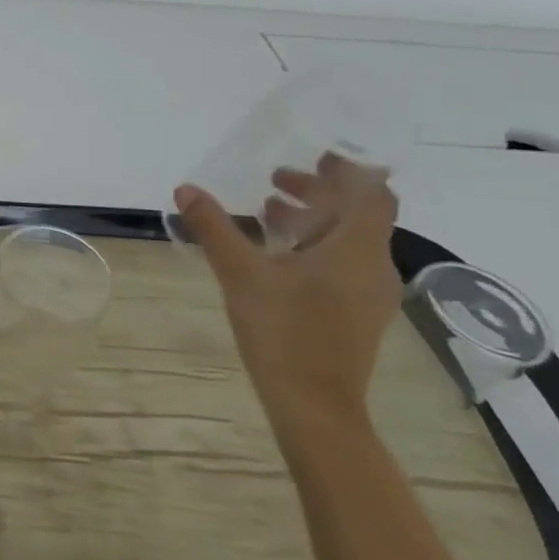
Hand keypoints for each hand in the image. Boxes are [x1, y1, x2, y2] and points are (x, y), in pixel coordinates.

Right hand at [173, 156, 400, 436]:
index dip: (350, 170)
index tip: (317, 155)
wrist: (314, 404)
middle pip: (357, 214)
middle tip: (276, 179)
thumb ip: (215, 228)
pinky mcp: (356, 313)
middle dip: (319, 192)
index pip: (373, 194)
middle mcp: (372, 266)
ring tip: (267, 212)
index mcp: (356, 249)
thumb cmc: (283, 331)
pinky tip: (276, 255)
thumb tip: (185, 189)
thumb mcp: (240, 273)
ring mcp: (368, 293)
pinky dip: (313, 246)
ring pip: (347, 240)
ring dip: (313, 219)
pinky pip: (341, 263)